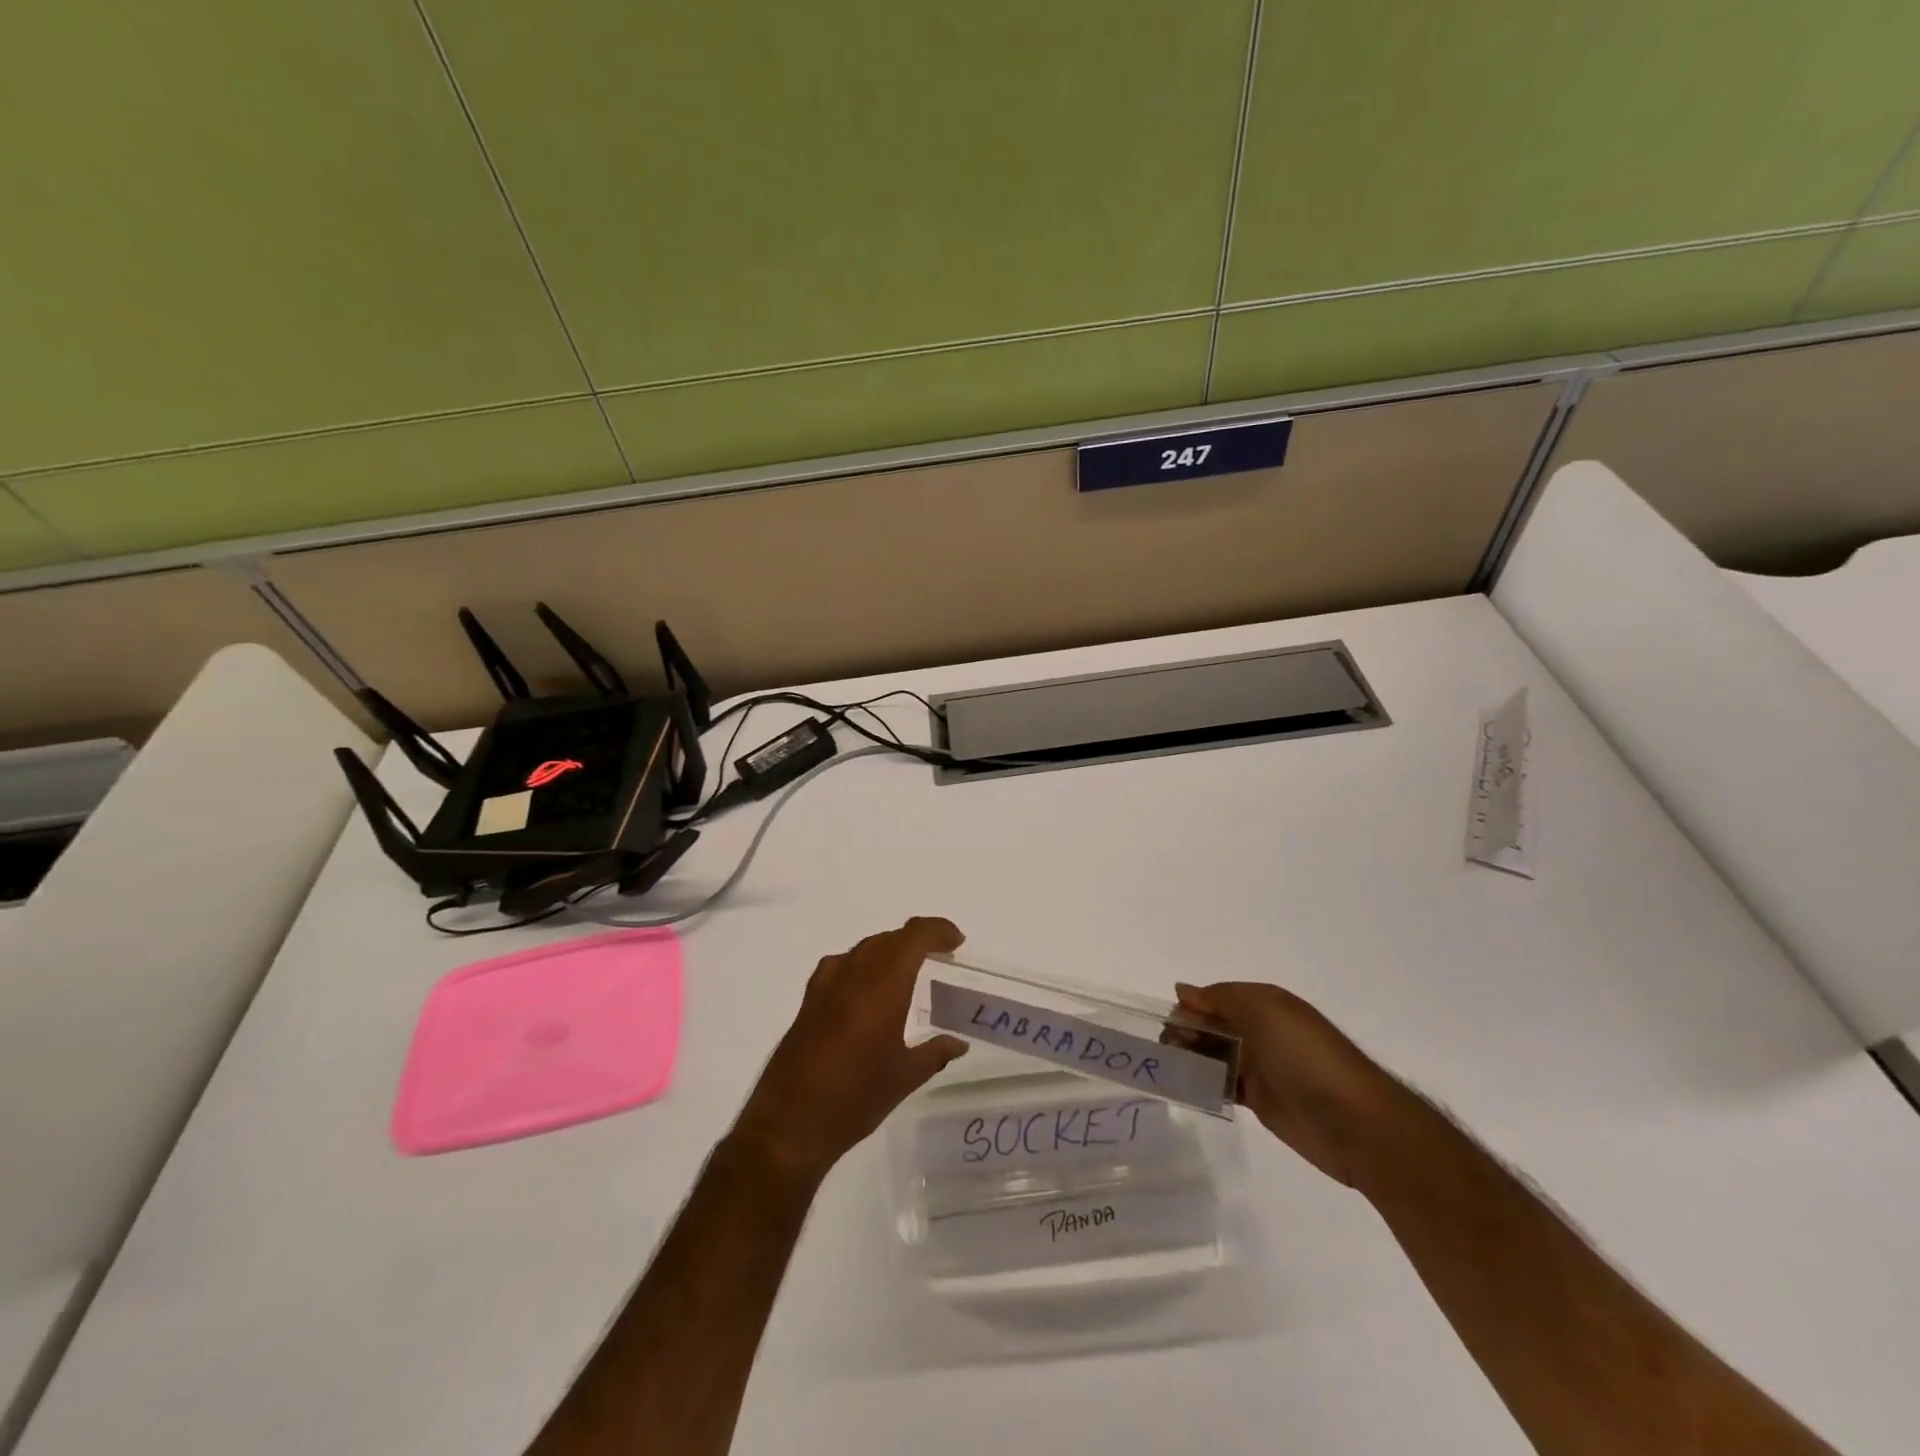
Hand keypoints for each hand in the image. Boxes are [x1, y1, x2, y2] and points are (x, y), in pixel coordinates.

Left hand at [732, 917, 968, 1181]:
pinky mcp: (809, 1000)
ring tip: (909, 970)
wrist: (789, 1124)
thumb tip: (958, 1043)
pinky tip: (866, 987)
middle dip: (917, 940)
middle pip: (890, 938)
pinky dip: (862, 963)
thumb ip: (935, 1053)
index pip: (913, 937)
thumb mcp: (904, 1078)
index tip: (957, 942)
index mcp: (883, 986)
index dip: (937, 930)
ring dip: (890, 949)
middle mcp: (854, 974)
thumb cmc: (855, 1099)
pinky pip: (842, 964)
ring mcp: (826, 984)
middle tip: (940, 956)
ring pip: (865, 948)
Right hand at [1174, 981, 1405, 1187]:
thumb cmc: (1308, 1058)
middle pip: (1211, 1026)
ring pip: (1214, 1055)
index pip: (1215, 998)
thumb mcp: (1265, 1012)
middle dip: (1185, 1032)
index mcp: (1265, 1005)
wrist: (1358, 1125)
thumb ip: (1221, 998)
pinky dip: (1203, 1082)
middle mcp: (1261, 1031)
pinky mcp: (1260, 1101)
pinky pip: (1223, 1084)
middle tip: (1164, 1050)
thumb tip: (1182, 990)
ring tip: (1166, 1069)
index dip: (1189, 1007)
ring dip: (1190, 1057)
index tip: (1165, 1023)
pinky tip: (1184, 1086)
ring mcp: (1261, 1067)